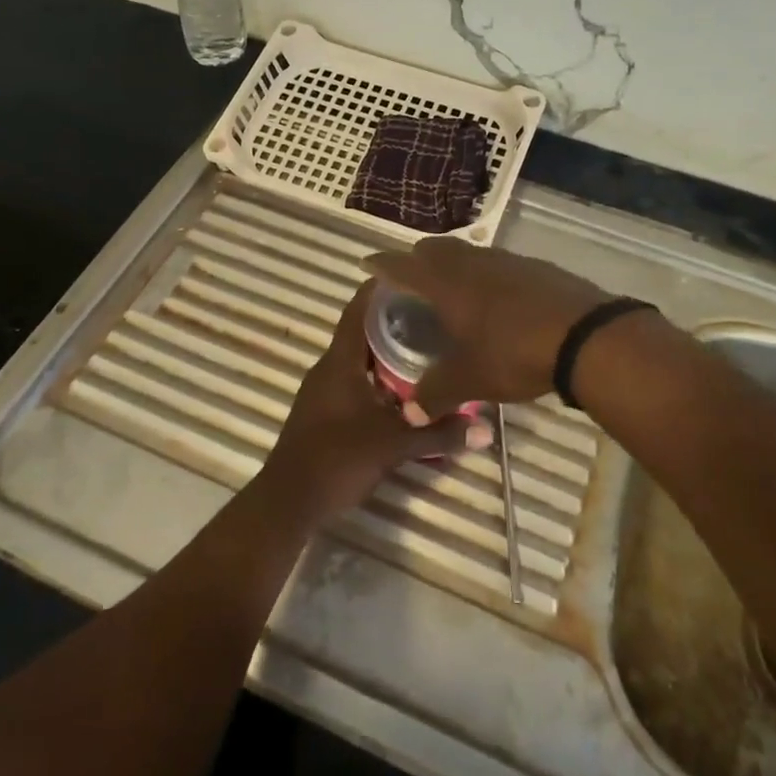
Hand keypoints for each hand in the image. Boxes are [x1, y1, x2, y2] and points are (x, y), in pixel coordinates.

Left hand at [258, 283, 465, 525]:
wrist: (289, 500)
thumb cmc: (338, 459)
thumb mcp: (394, 445)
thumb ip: (439, 434)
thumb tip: (486, 429)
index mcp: (340, 362)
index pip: (358, 311)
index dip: (379, 289)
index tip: (411, 275)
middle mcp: (329, 369)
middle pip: (362, 333)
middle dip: (394, 321)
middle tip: (433, 312)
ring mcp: (324, 391)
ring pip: (360, 360)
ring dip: (387, 352)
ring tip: (426, 345)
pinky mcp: (325, 412)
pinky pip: (356, 382)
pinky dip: (379, 378)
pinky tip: (405, 390)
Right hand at [365, 238, 608, 417]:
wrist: (585, 336)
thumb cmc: (514, 352)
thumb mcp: (470, 380)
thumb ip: (435, 395)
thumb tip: (410, 414)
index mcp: (445, 284)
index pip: (403, 266)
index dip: (382, 265)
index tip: (368, 265)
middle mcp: (471, 263)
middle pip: (435, 249)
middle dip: (417, 260)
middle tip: (410, 281)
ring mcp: (506, 261)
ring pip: (468, 253)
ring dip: (453, 265)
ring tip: (451, 290)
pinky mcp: (535, 267)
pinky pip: (497, 263)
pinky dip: (485, 274)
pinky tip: (495, 299)